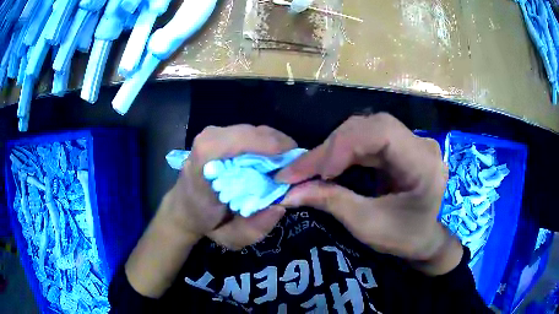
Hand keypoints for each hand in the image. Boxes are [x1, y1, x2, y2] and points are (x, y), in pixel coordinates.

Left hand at [164, 125, 296, 248]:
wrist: (183, 208)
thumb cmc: (204, 221)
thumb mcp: (229, 237)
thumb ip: (254, 228)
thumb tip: (280, 206)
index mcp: (204, 161)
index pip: (239, 140)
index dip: (269, 146)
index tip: (292, 164)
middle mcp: (208, 139)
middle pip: (254, 133)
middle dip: (280, 147)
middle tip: (295, 168)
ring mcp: (213, 133)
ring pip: (255, 131)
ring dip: (274, 145)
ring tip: (285, 165)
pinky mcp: (219, 134)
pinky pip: (251, 134)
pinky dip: (265, 145)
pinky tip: (271, 160)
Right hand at [276, 114, 459, 273]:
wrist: (426, 238)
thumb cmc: (405, 237)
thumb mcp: (369, 225)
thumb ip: (332, 202)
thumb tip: (289, 192)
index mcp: (423, 162)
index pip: (381, 132)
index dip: (344, 145)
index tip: (317, 173)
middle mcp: (419, 143)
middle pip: (369, 127)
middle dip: (331, 147)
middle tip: (299, 171)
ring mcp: (409, 141)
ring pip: (364, 129)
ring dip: (332, 148)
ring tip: (308, 169)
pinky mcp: (398, 146)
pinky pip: (365, 140)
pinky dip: (341, 152)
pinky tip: (327, 166)